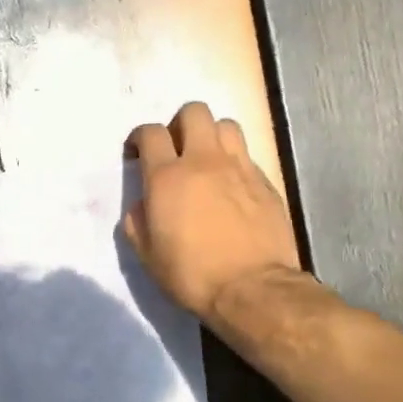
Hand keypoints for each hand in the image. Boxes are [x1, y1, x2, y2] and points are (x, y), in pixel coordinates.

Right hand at [124, 102, 301, 320]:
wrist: (253, 289)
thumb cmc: (192, 274)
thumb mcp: (147, 254)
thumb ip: (138, 220)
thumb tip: (144, 204)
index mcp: (167, 177)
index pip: (150, 133)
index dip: (140, 137)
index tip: (137, 153)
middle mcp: (203, 162)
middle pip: (193, 112)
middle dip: (179, 124)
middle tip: (175, 149)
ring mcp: (239, 168)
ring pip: (226, 124)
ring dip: (211, 135)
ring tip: (207, 160)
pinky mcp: (265, 182)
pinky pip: (246, 154)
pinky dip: (234, 160)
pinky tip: (230, 185)